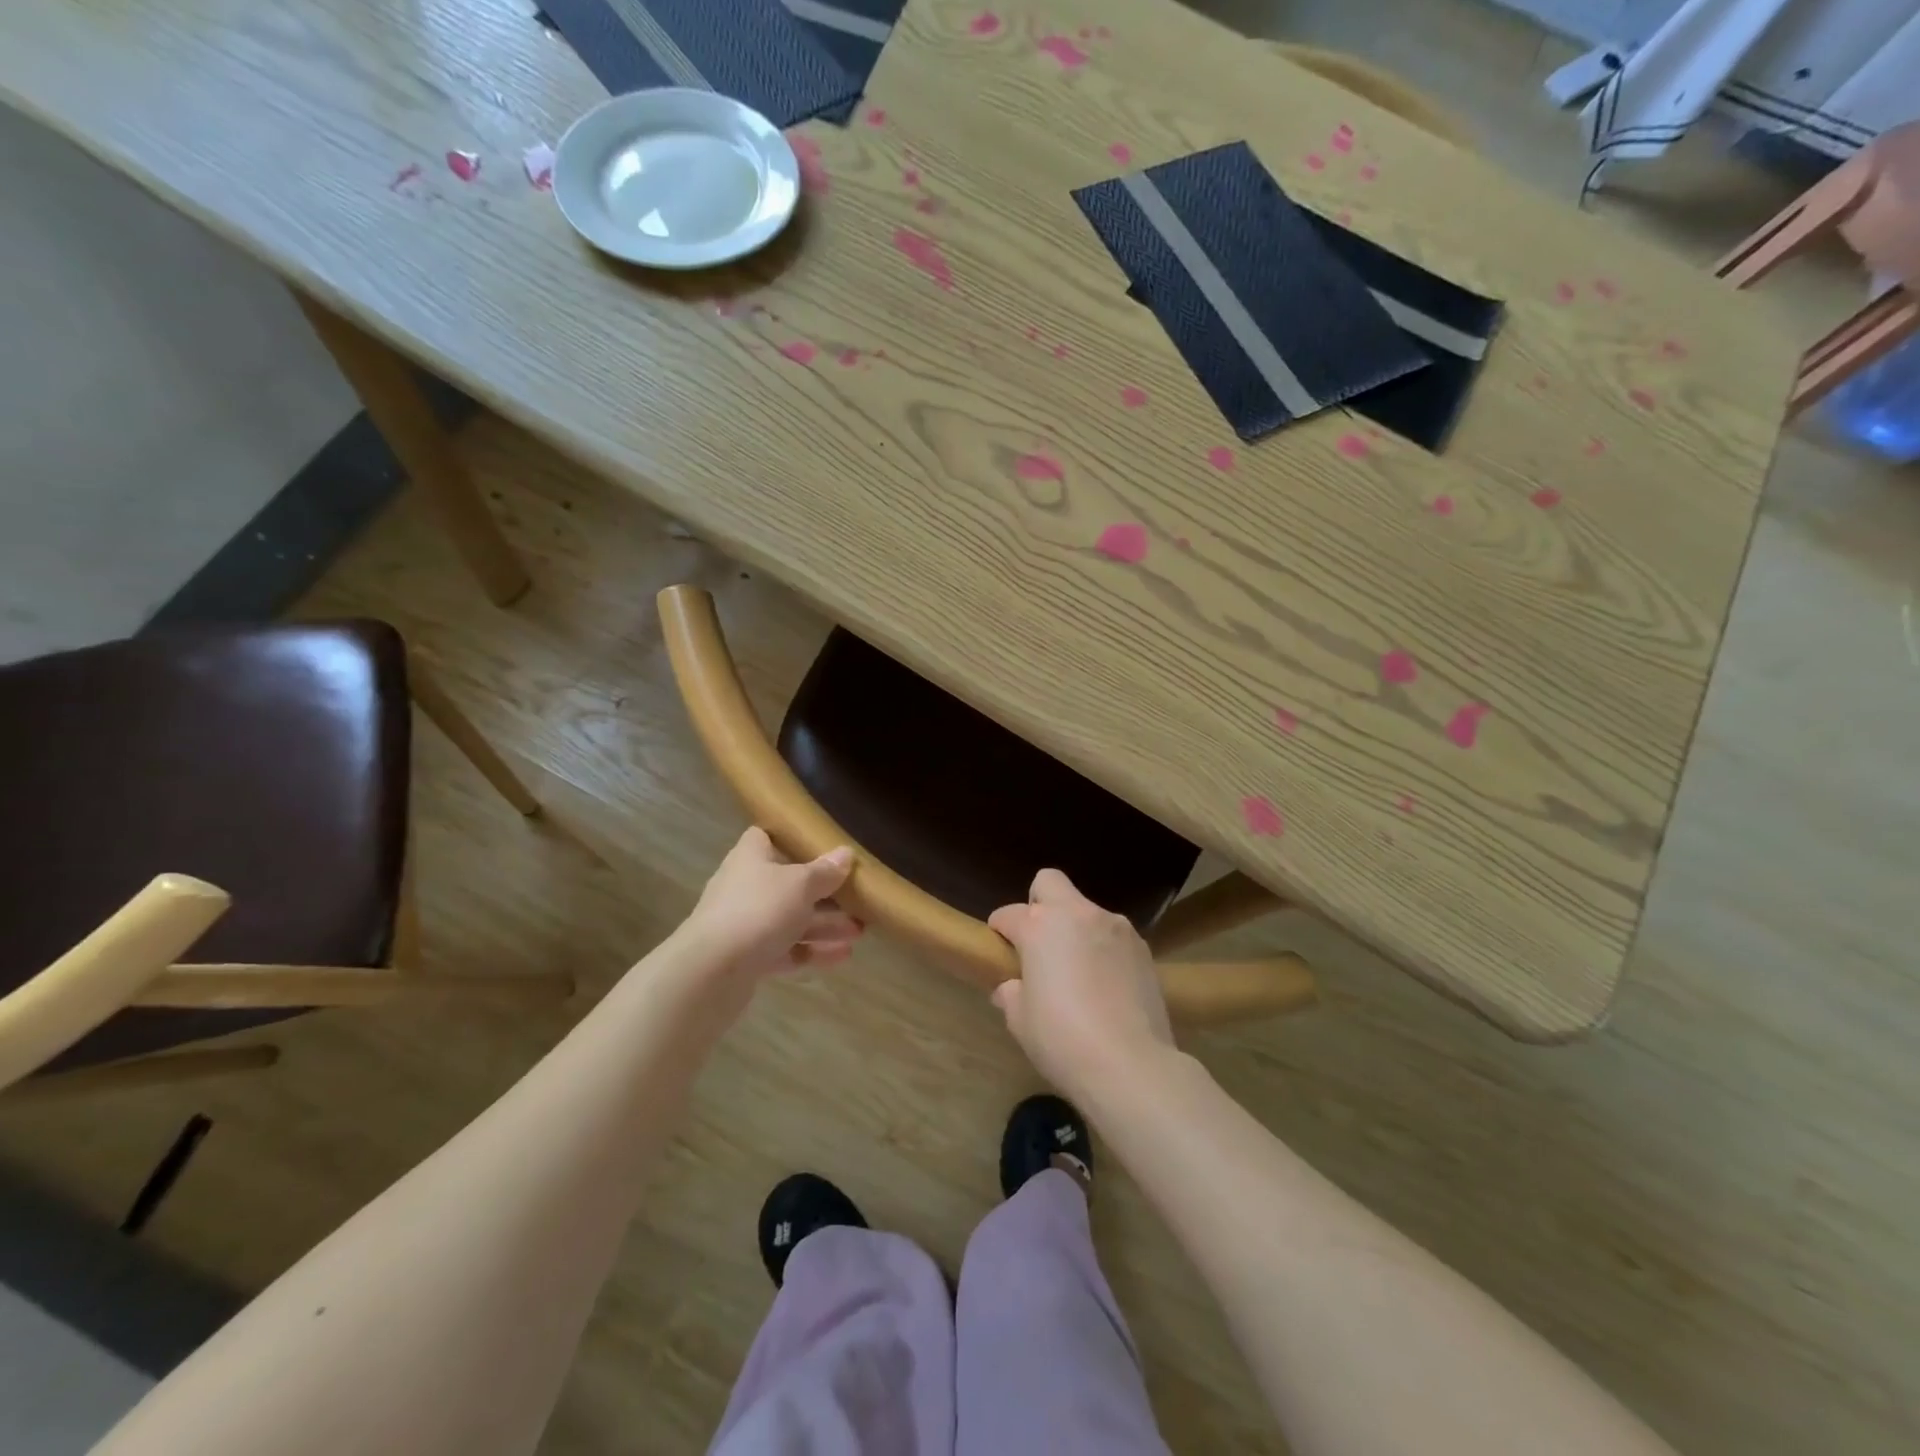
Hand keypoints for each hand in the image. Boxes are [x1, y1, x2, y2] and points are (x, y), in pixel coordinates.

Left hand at [683, 828, 860, 980]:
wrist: (710, 972)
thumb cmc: (758, 910)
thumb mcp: (800, 885)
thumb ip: (824, 872)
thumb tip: (845, 854)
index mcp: (750, 858)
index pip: (765, 838)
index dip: (790, 839)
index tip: (820, 846)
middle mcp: (744, 888)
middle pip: (786, 884)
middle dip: (822, 893)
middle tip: (856, 898)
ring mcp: (743, 925)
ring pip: (789, 920)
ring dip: (824, 925)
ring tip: (860, 932)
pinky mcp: (746, 960)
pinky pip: (785, 951)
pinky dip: (811, 952)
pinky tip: (843, 956)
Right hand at [987, 869, 1174, 1098]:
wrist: (1131, 1064)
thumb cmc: (1063, 1040)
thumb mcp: (1020, 1021)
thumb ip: (1012, 993)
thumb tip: (1012, 987)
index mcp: (1040, 926)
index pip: (1009, 914)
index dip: (1000, 930)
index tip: (999, 948)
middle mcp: (1078, 914)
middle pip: (1049, 882)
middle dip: (1037, 902)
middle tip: (1038, 943)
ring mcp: (1115, 927)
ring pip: (1086, 910)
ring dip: (1075, 929)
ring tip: (1077, 970)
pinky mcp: (1143, 947)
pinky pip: (1113, 935)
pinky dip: (1102, 948)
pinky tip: (1105, 984)